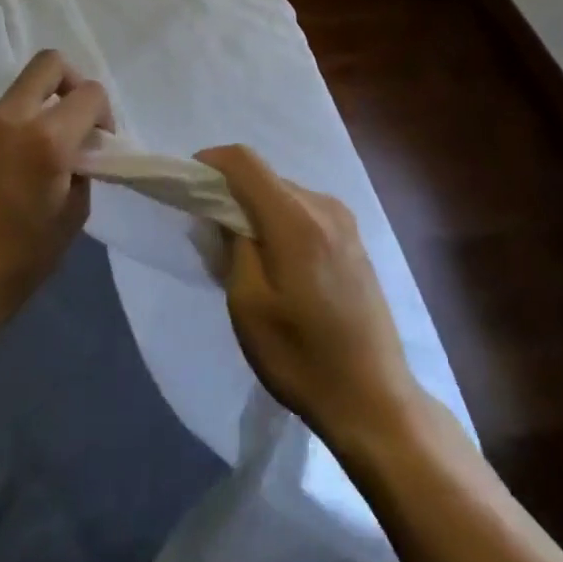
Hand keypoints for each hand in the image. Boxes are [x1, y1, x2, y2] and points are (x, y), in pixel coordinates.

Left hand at [0, 51, 110, 346]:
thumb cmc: (16, 265)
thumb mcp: (71, 219)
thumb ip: (82, 171)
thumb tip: (77, 151)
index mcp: (47, 140)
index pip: (90, 93)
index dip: (103, 112)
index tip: (97, 140)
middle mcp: (8, 119)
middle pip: (48, 64)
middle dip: (69, 81)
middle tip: (68, 116)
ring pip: (11, 100)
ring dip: (26, 120)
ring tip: (16, 166)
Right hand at [197, 144, 423, 452]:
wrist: (374, 400)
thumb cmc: (302, 357)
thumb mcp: (248, 305)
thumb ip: (234, 246)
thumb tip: (225, 213)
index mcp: (295, 218)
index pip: (245, 161)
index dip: (211, 163)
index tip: (188, 185)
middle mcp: (323, 206)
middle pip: (265, 178)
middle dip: (232, 195)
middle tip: (210, 237)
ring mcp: (344, 222)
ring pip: (285, 195)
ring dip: (257, 211)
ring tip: (243, 257)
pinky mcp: (354, 240)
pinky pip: (305, 212)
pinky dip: (281, 223)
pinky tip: (278, 264)